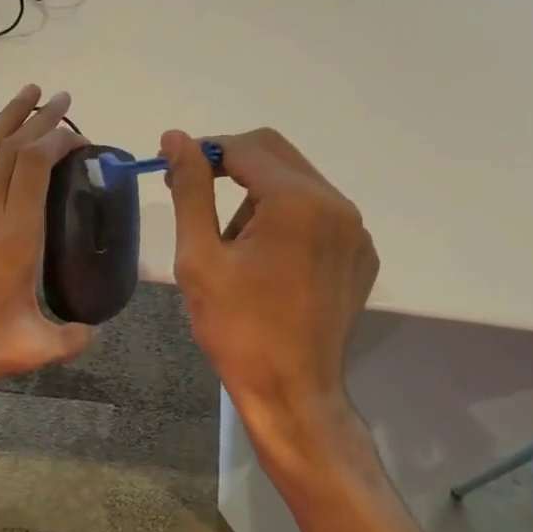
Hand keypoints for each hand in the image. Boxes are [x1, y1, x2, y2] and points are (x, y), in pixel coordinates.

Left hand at [0, 85, 93, 403]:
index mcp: (13, 235)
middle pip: (9, 148)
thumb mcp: (28, 351)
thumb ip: (70, 340)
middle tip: (61, 98)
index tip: (79, 137)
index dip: (56, 139)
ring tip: (25, 96)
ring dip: (5, 119)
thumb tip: (94, 331)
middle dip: (38, 118)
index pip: (33, 164)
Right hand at [160, 127, 376, 417]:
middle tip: (196, 197)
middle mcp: (337, 204)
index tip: (172, 168)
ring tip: (233, 246)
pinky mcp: (360, 255)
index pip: (245, 147)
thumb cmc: (238, 329)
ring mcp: (355, 231)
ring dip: (259, 196)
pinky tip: (267, 262)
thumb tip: (177, 138)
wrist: (292, 393)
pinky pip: (319, 214)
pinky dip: (287, 220)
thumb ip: (191, 190)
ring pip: (298, 183)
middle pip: (276, 155)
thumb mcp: (200, 258)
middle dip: (232, 166)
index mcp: (298, 201)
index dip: (204, 151)